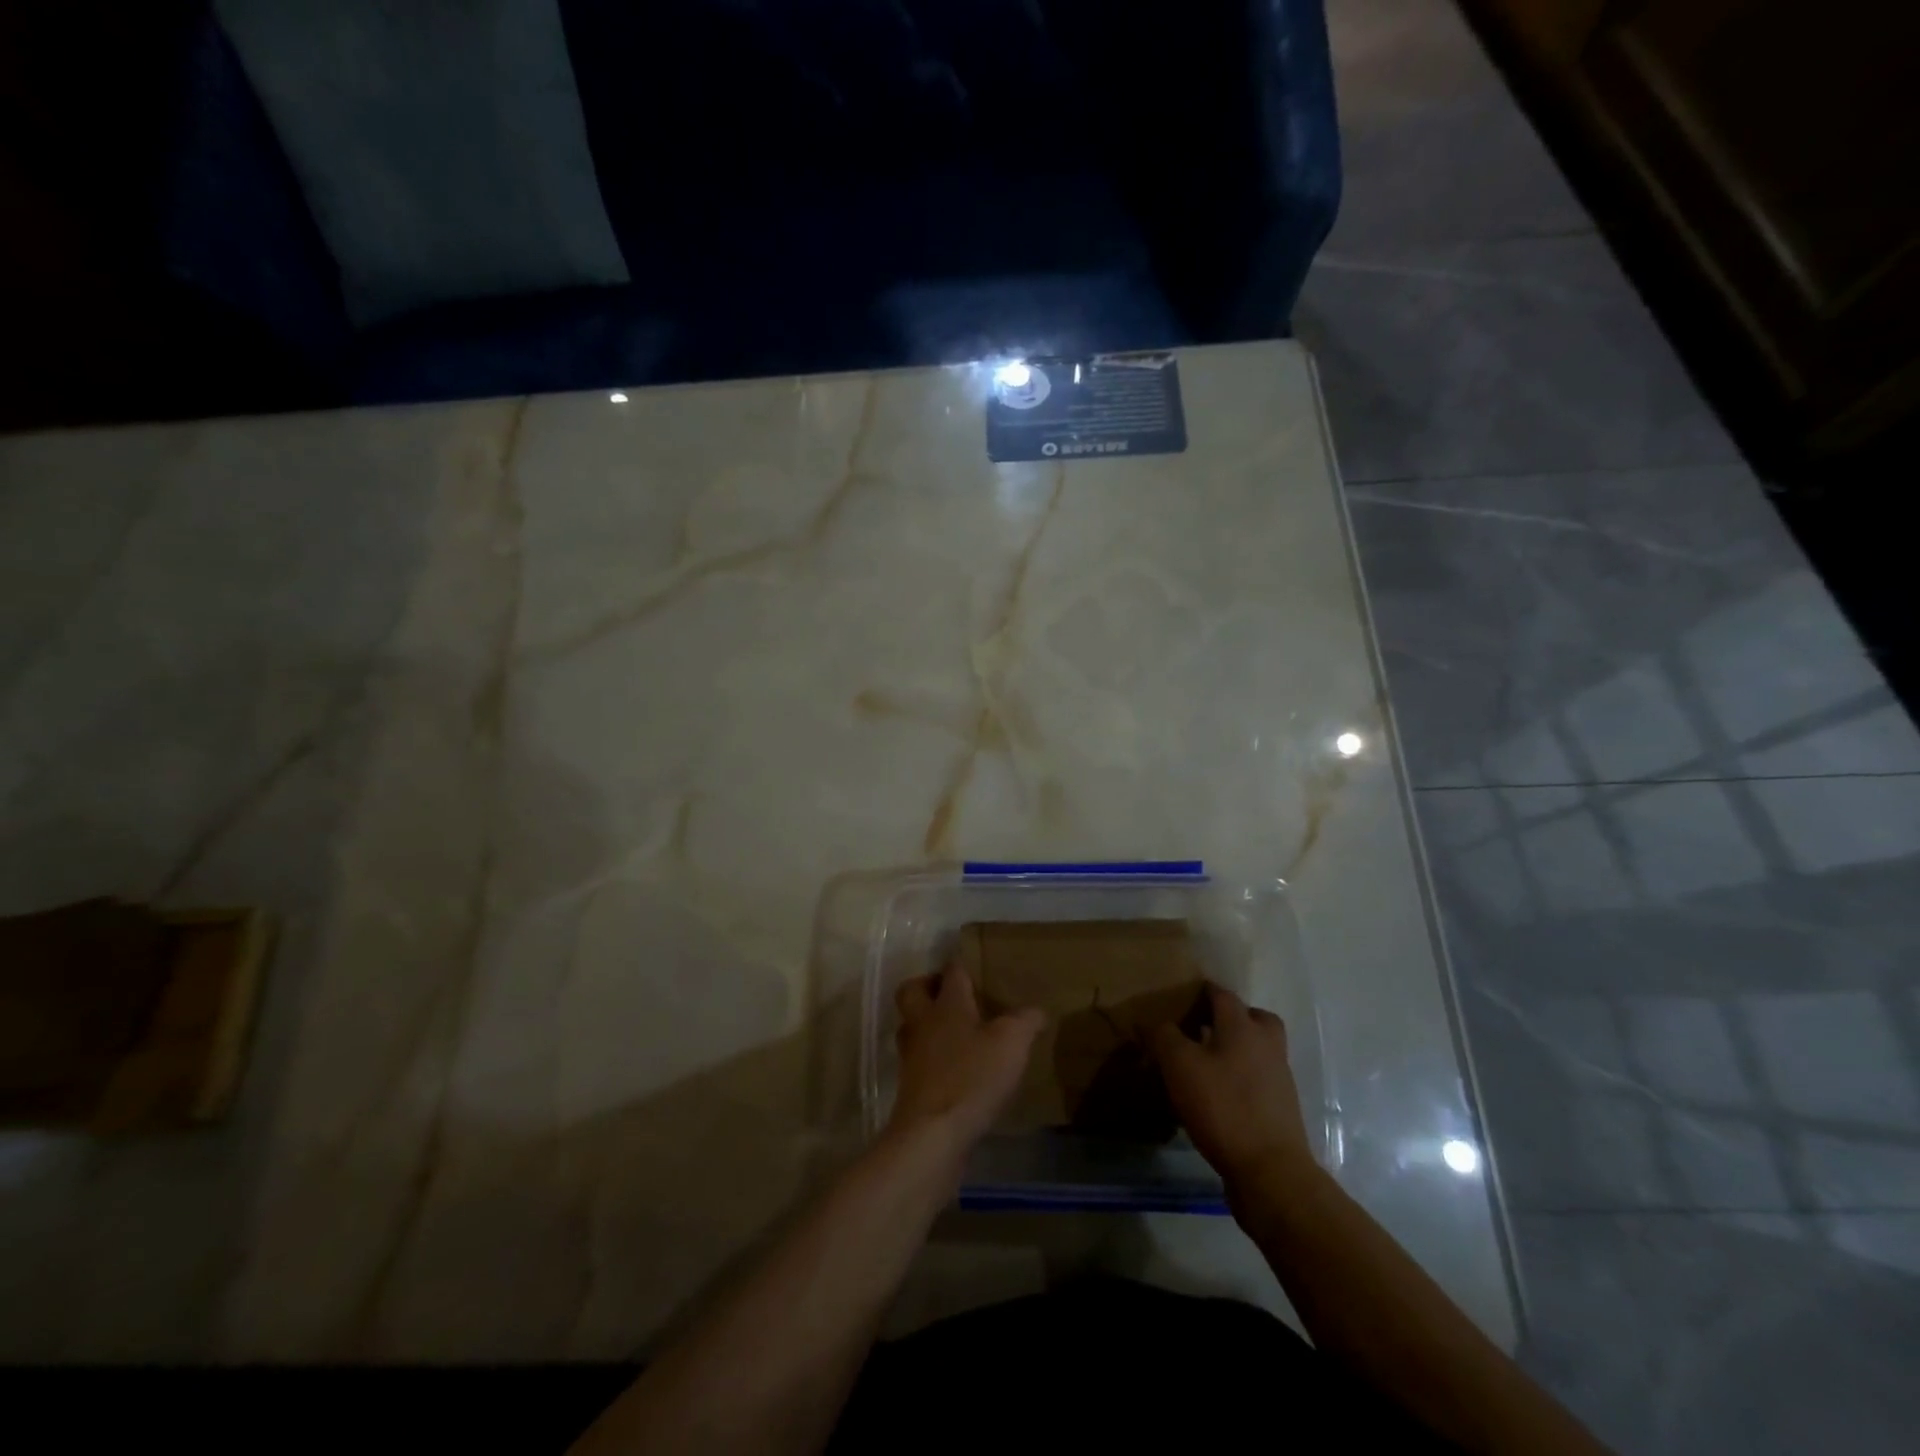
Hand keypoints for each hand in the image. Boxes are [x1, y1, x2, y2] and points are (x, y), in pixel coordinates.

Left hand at [890, 963, 1043, 1151]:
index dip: (962, 964)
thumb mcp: (1012, 1043)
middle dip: (928, 986)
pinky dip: (933, 1058)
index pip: (952, 971)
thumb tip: (1037, 1010)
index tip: (976, 964)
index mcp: (947, 1004)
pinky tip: (957, 1070)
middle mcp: (923, 1023)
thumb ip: (1026, 1021)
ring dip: (928, 1024)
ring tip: (957, 1032)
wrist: (933, 1134)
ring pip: (912, 1026)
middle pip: (913, 991)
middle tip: (952, 995)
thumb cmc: (972, 1076)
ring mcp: (912, 1055)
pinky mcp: (911, 1086)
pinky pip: (919, 1059)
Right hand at [1149, 984, 1315, 1193]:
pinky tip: (1219, 1095)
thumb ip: (1163, 1037)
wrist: (1271, 1171)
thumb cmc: (1223, 1107)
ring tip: (1207, 1063)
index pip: (1222, 995)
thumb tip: (1150, 1021)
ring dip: (1237, 1048)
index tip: (1183, 996)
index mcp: (1243, 1027)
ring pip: (1258, 1049)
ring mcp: (1279, 1078)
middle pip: (1253, 1018)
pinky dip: (1242, 1078)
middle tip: (1204, 1027)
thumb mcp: (1180, 1066)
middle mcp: (1266, 1045)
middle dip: (1231, 1017)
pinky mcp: (1281, 1109)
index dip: (1202, 992)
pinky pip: (1259, 1079)